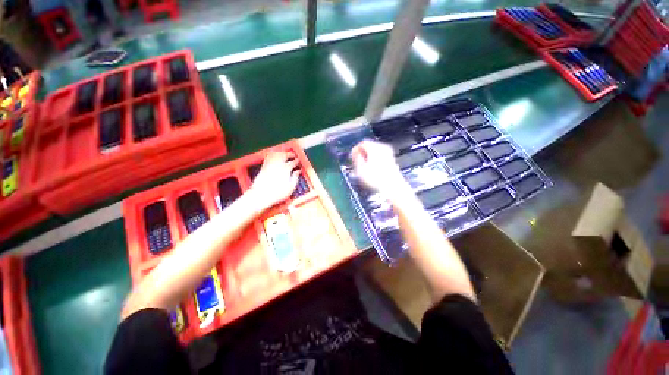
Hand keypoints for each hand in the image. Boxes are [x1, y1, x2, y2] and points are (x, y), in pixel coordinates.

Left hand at [249, 152, 299, 210]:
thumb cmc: (278, 193)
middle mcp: (278, 165)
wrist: (261, 195)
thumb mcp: (291, 187)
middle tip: (293, 155)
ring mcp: (270, 165)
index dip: (297, 161)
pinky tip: (274, 156)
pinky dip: (273, 155)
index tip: (298, 161)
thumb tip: (298, 171)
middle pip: (284, 155)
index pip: (293, 162)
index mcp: (286, 169)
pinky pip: (268, 157)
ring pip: (276, 155)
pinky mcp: (263, 167)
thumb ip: (295, 178)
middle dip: (290, 154)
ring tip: (285, 154)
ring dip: (281, 153)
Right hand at [351, 140, 409, 198]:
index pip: (362, 143)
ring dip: (369, 156)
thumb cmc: (376, 179)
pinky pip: (380, 155)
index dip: (356, 150)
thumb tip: (355, 152)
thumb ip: (356, 158)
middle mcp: (383, 147)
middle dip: (363, 153)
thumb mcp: (360, 169)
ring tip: (365, 167)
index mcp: (374, 148)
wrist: (392, 187)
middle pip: (369, 145)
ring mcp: (389, 153)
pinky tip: (373, 169)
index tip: (353, 158)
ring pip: (375, 150)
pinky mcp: (392, 159)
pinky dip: (375, 159)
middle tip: (358, 163)